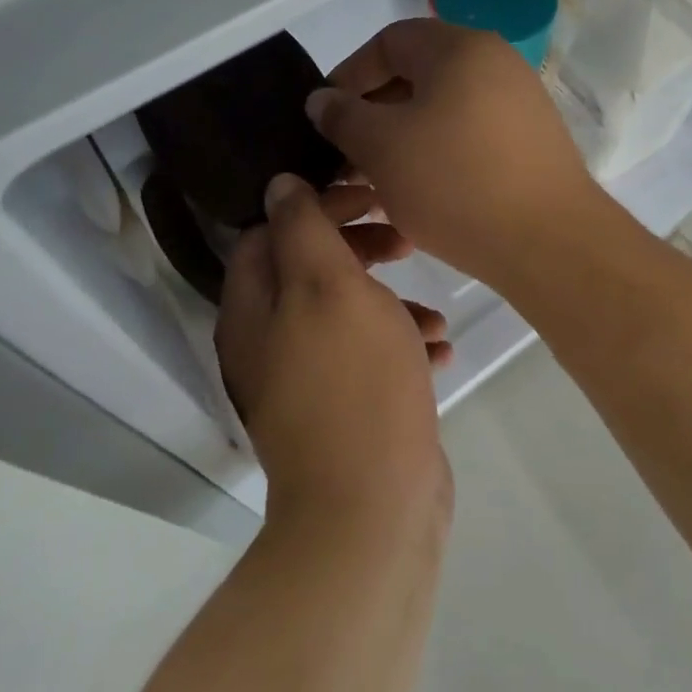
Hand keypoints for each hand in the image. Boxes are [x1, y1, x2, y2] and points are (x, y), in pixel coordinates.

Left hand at [216, 175, 452, 524]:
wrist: (373, 505)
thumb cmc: (354, 381)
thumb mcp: (329, 286)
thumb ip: (303, 228)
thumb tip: (278, 185)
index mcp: (253, 309)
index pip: (271, 230)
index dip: (318, 205)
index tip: (370, 197)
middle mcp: (268, 342)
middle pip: (308, 270)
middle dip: (358, 248)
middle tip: (403, 239)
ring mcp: (304, 380)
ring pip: (345, 314)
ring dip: (388, 300)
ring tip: (432, 309)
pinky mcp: (342, 409)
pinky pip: (368, 358)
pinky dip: (399, 345)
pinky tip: (439, 351)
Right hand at [305, 18, 602, 287]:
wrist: (549, 242)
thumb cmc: (455, 183)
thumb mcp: (382, 147)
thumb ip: (343, 116)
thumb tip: (323, 99)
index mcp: (461, 48)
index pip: (389, 41)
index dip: (348, 75)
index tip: (324, 116)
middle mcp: (496, 63)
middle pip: (418, 75)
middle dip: (373, 113)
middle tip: (346, 155)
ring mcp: (520, 103)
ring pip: (442, 110)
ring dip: (402, 139)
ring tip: (374, 181)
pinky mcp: (531, 143)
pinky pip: (469, 136)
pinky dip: (437, 155)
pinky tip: (417, 194)